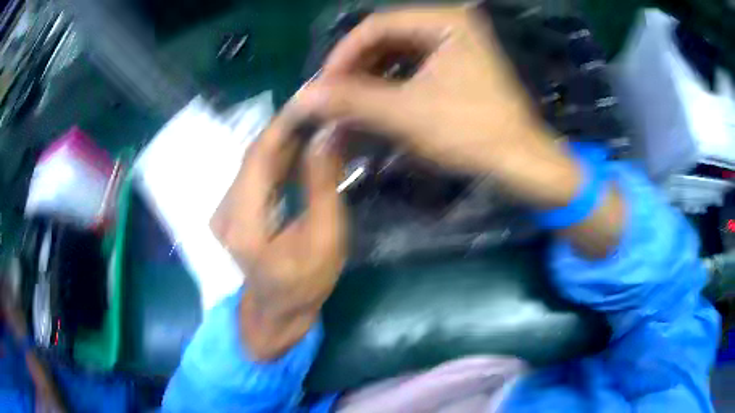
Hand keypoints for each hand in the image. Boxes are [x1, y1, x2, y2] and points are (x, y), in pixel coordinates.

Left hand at [211, 114, 345, 359]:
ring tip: (317, 122)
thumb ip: (322, 184)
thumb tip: (326, 135)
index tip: (313, 98)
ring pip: (254, 161)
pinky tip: (301, 148)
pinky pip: (254, 173)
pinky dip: (278, 157)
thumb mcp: (325, 238)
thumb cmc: (305, 283)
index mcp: (244, 224)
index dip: (285, 124)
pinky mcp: (230, 209)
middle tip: (322, 107)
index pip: (260, 157)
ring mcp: (223, 210)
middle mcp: (225, 211)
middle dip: (288, 128)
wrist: (277, 311)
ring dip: (284, 140)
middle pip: (255, 155)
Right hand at [291, 6, 581, 208]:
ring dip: (370, 74)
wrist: (521, 161)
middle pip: (387, 36)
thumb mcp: (407, 114)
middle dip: (355, 66)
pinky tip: (374, 100)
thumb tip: (303, 97)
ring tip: (347, 101)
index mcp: (446, 21)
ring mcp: (457, 42)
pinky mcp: (459, 62)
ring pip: (398, 50)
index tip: (322, 86)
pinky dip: (391, 81)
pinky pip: (414, 63)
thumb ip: (352, 100)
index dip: (343, 55)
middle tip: (332, 95)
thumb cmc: (473, 133)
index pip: (377, 25)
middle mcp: (451, 23)